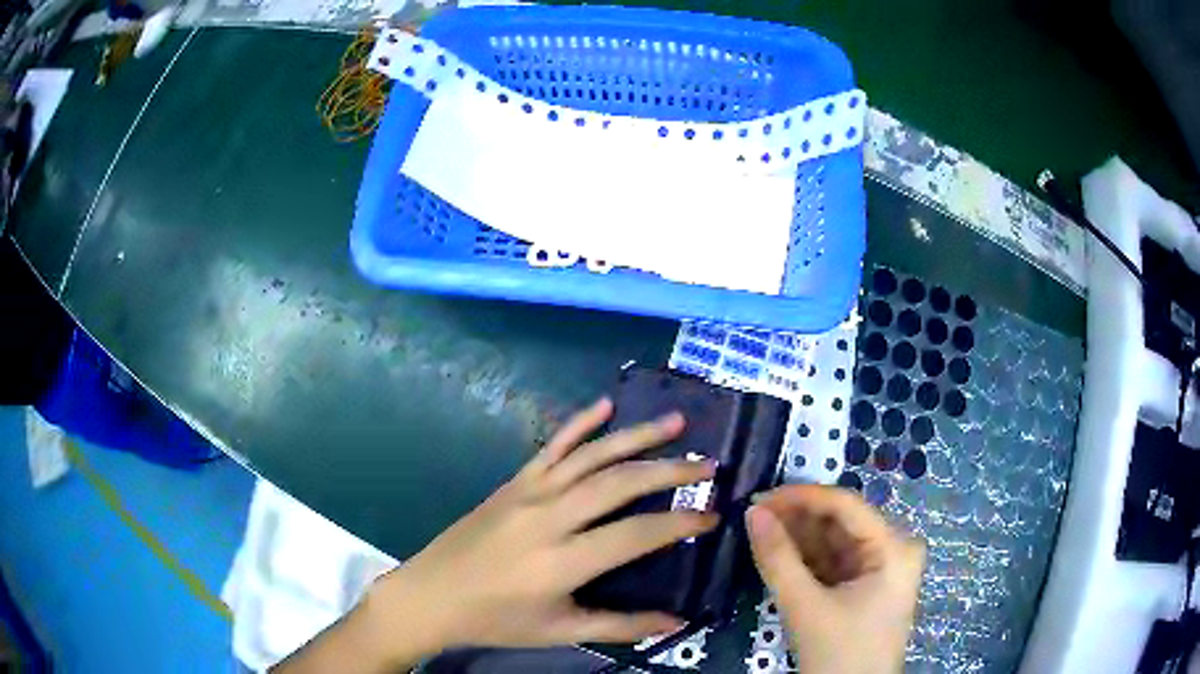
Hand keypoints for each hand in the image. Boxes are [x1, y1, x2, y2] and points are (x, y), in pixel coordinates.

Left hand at [365, 398, 718, 660]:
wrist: (432, 594)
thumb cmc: (497, 620)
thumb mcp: (560, 630)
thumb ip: (622, 626)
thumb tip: (677, 621)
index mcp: (563, 562)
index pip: (637, 534)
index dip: (680, 523)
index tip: (713, 516)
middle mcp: (549, 517)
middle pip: (621, 483)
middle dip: (671, 471)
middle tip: (709, 464)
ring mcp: (529, 492)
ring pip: (592, 456)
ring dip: (637, 436)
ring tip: (677, 422)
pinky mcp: (513, 482)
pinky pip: (552, 445)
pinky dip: (580, 423)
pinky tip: (605, 405)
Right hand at [747, 485, 923, 673]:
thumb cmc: (838, 653)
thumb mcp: (805, 607)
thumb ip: (777, 558)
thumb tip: (752, 511)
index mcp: (893, 547)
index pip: (846, 505)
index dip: (801, 497)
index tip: (758, 498)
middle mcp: (894, 548)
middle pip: (841, 522)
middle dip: (796, 520)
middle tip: (752, 518)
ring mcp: (882, 568)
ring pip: (835, 541)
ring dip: (798, 538)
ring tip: (759, 533)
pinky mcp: (867, 585)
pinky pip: (834, 562)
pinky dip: (806, 559)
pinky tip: (778, 554)